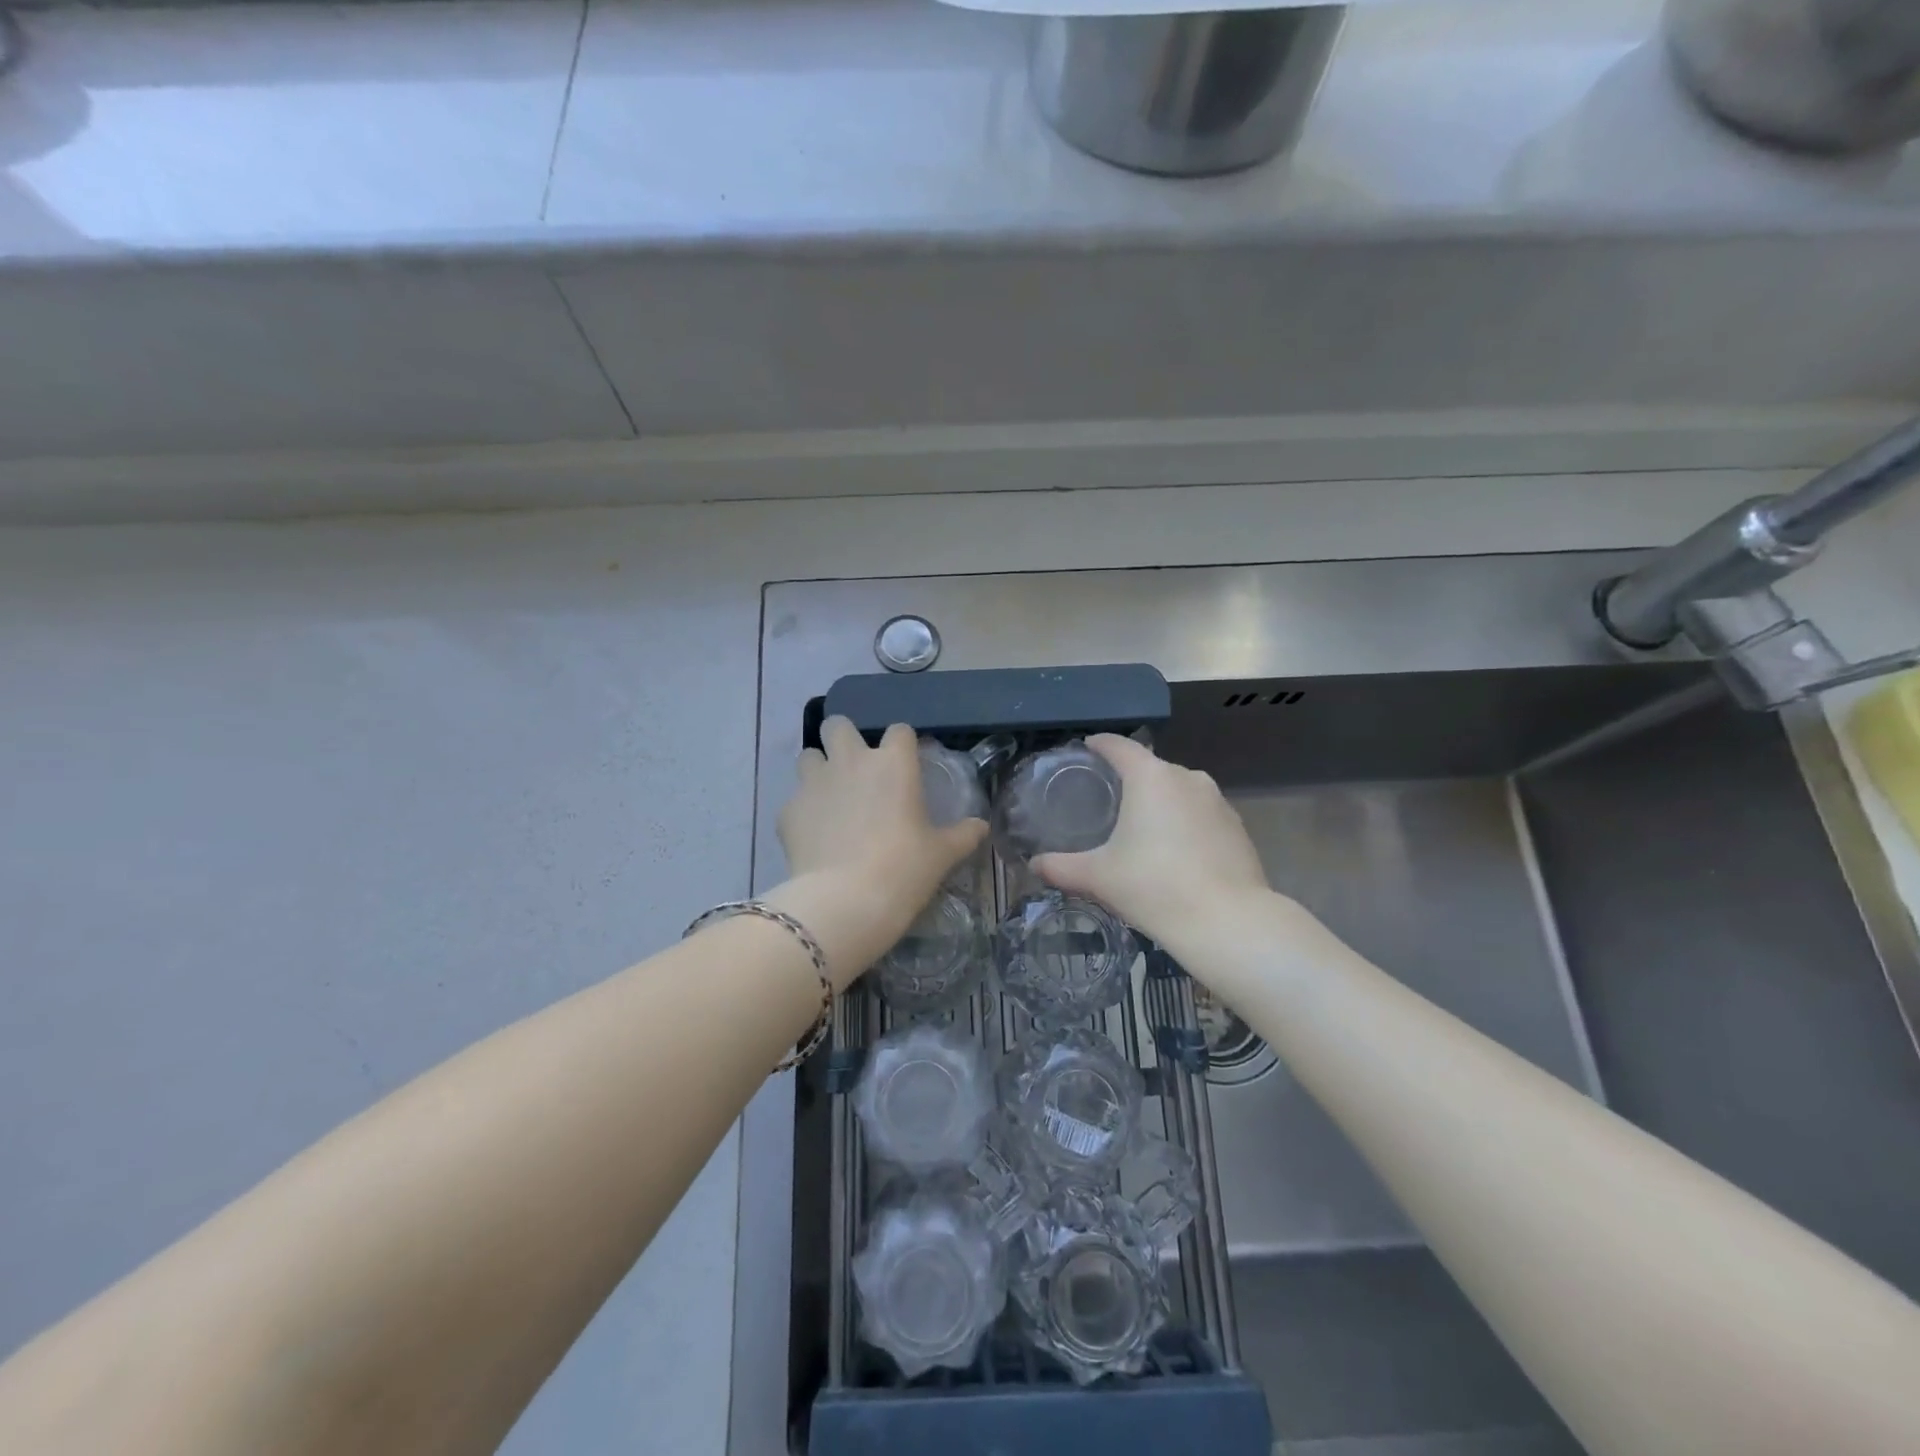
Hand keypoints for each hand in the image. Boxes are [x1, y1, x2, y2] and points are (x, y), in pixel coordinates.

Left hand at [775, 719, 987, 979]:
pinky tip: (814, 835)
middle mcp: (850, 762)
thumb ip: (963, 834)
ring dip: (819, 768)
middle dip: (844, 738)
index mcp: (893, 764)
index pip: (898, 730)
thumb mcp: (942, 854)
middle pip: (837, 725)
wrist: (846, 901)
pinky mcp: (788, 811)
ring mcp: (814, 783)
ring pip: (808, 755)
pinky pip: (794, 799)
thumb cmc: (904, 869)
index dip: (902, 744)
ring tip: (830, 796)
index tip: (905, 763)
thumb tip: (981, 826)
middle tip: (855, 767)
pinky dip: (804, 811)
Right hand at [1032, 735, 1270, 949]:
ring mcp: (1218, 801)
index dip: (1099, 745)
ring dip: (1159, 802)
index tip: (1086, 750)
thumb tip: (1034, 865)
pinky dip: (1184, 823)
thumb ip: (1061, 867)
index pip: (1119, 746)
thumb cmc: (1155, 887)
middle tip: (1106, 800)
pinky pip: (1201, 814)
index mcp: (1151, 777)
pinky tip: (1175, 852)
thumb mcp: (1098, 877)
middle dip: (1129, 779)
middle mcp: (1187, 777)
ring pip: (1179, 791)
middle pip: (1150, 768)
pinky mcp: (1237, 827)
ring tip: (1140, 828)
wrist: (1228, 923)